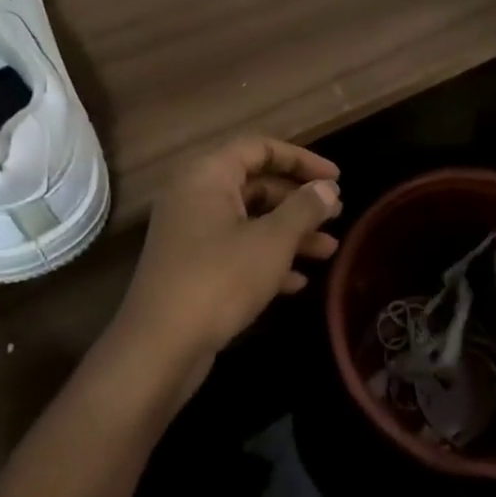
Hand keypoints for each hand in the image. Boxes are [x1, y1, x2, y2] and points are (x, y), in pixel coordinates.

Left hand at [115, 136, 342, 381]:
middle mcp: (196, 197)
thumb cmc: (220, 279)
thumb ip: (304, 208)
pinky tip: (298, 282)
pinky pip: (237, 251)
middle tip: (335, 216)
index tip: (336, 178)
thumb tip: (328, 188)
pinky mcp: (193, 268)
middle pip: (256, 186)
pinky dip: (268, 260)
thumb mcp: (272, 241)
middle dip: (299, 202)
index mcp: (208, 176)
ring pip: (250, 222)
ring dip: (290, 234)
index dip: (301, 159)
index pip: (260, 148)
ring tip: (329, 251)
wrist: (159, 348)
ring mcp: (191, 234)